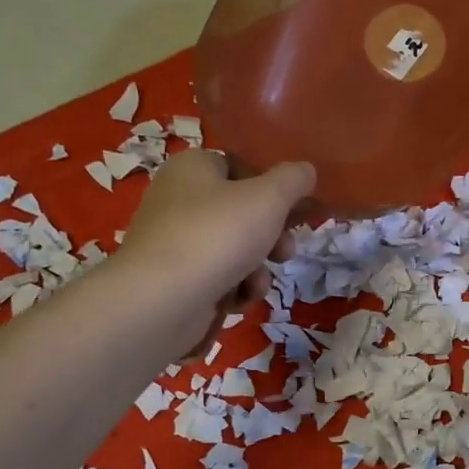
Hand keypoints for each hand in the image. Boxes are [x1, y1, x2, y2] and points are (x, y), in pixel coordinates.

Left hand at [118, 150, 314, 355]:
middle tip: (285, 251)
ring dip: (256, 268)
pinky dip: (233, 288)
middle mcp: (179, 199)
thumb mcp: (269, 197)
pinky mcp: (175, 279)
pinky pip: (217, 277)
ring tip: (257, 283)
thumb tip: (306, 170)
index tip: (296, 210)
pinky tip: (237, 300)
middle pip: (242, 212)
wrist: (161, 301)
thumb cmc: (217, 235)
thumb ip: (293, 180)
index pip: (240, 166)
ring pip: (234, 249)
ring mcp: (175, 242)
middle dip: (271, 236)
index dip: (272, 188)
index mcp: (193, 168)